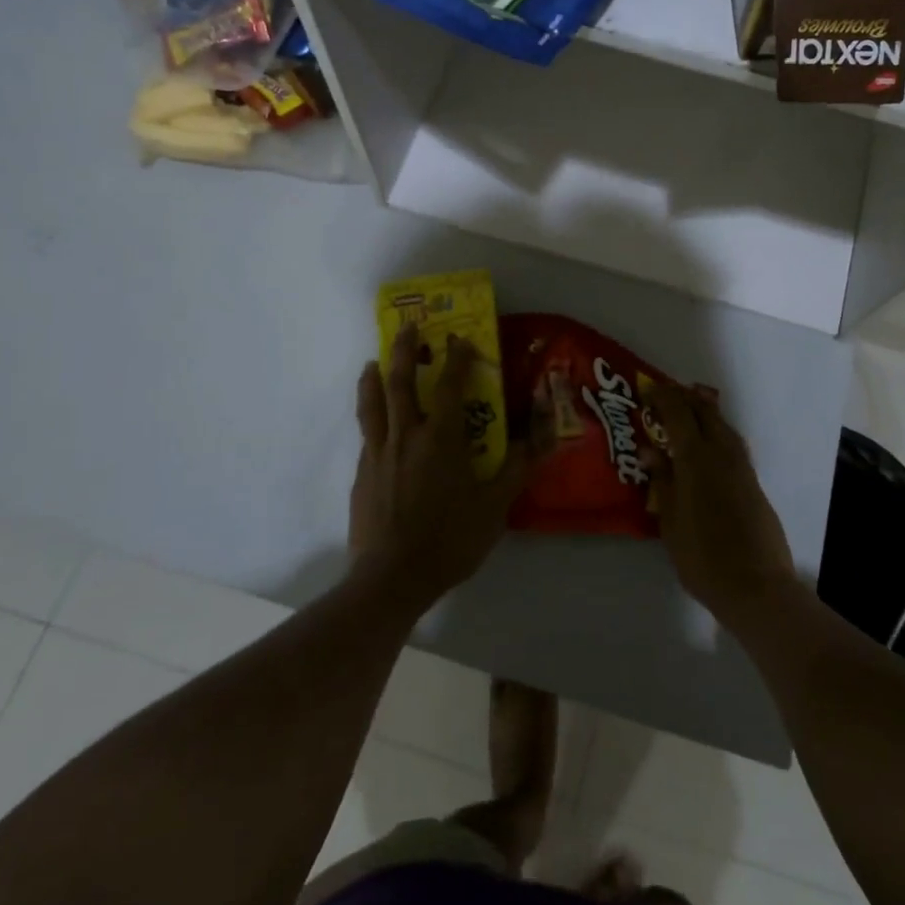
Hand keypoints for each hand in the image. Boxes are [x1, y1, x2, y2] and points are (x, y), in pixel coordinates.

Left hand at [350, 325, 525, 610]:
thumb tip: (543, 434)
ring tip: (374, 362)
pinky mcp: (361, 474)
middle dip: (403, 350)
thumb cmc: (450, 539)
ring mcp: (378, 454)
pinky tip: (375, 422)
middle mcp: (405, 435)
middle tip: (407, 326)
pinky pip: (366, 434)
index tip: (460, 338)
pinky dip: (370, 416)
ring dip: (373, 377)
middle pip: (399, 381)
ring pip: (372, 403)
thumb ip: (518, 466)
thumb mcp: (495, 506)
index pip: (449, 385)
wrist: (391, 578)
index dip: (457, 358)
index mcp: (440, 438)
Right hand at [643, 384, 796, 624]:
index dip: (664, 398)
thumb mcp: (671, 522)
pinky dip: (718, 432)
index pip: (679, 414)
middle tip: (666, 397)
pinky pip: (733, 443)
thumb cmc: (703, 557)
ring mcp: (742, 467)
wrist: (756, 587)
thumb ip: (663, 481)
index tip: (649, 390)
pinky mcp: (754, 483)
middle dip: (686, 399)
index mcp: (697, 459)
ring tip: (687, 413)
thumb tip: (651, 451)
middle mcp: (722, 454)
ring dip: (705, 413)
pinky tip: (710, 445)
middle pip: (706, 412)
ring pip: (723, 426)